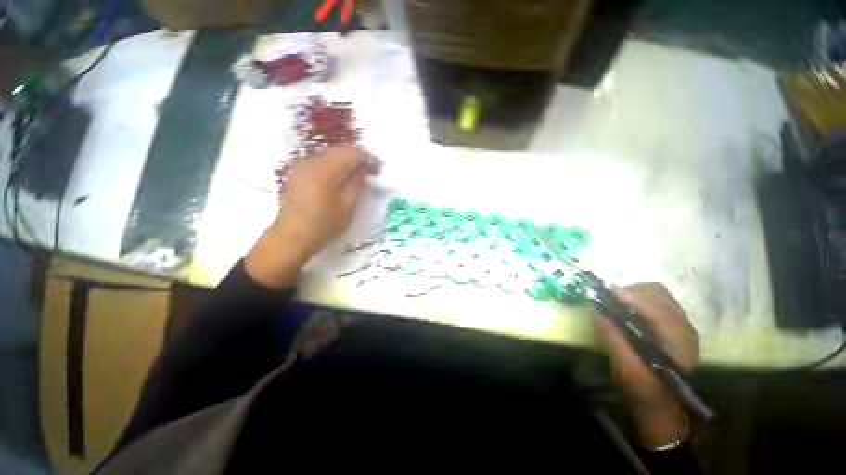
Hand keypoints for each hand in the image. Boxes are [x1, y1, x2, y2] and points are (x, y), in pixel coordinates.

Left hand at [246, 146, 376, 288]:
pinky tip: (340, 179)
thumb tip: (363, 169)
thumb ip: (356, 184)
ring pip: (329, 155)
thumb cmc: (323, 225)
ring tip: (358, 175)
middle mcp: (311, 162)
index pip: (351, 153)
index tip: (378, 168)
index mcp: (325, 170)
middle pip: (339, 150)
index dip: (368, 158)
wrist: (291, 238)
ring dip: (346, 162)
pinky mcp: (298, 174)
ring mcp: (301, 167)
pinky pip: (320, 162)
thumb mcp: (347, 207)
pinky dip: (334, 166)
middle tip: (371, 171)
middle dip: (358, 158)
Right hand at [593, 283, 699, 447]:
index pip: (659, 312)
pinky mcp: (670, 323)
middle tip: (608, 299)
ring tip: (614, 303)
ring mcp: (679, 324)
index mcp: (679, 343)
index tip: (607, 293)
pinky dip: (636, 299)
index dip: (633, 299)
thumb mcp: (625, 369)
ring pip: (656, 294)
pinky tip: (624, 310)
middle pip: (659, 295)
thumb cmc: (643, 390)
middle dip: (631, 292)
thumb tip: (597, 310)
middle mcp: (684, 328)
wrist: (659, 403)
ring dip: (633, 294)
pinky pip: (653, 300)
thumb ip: (613, 340)